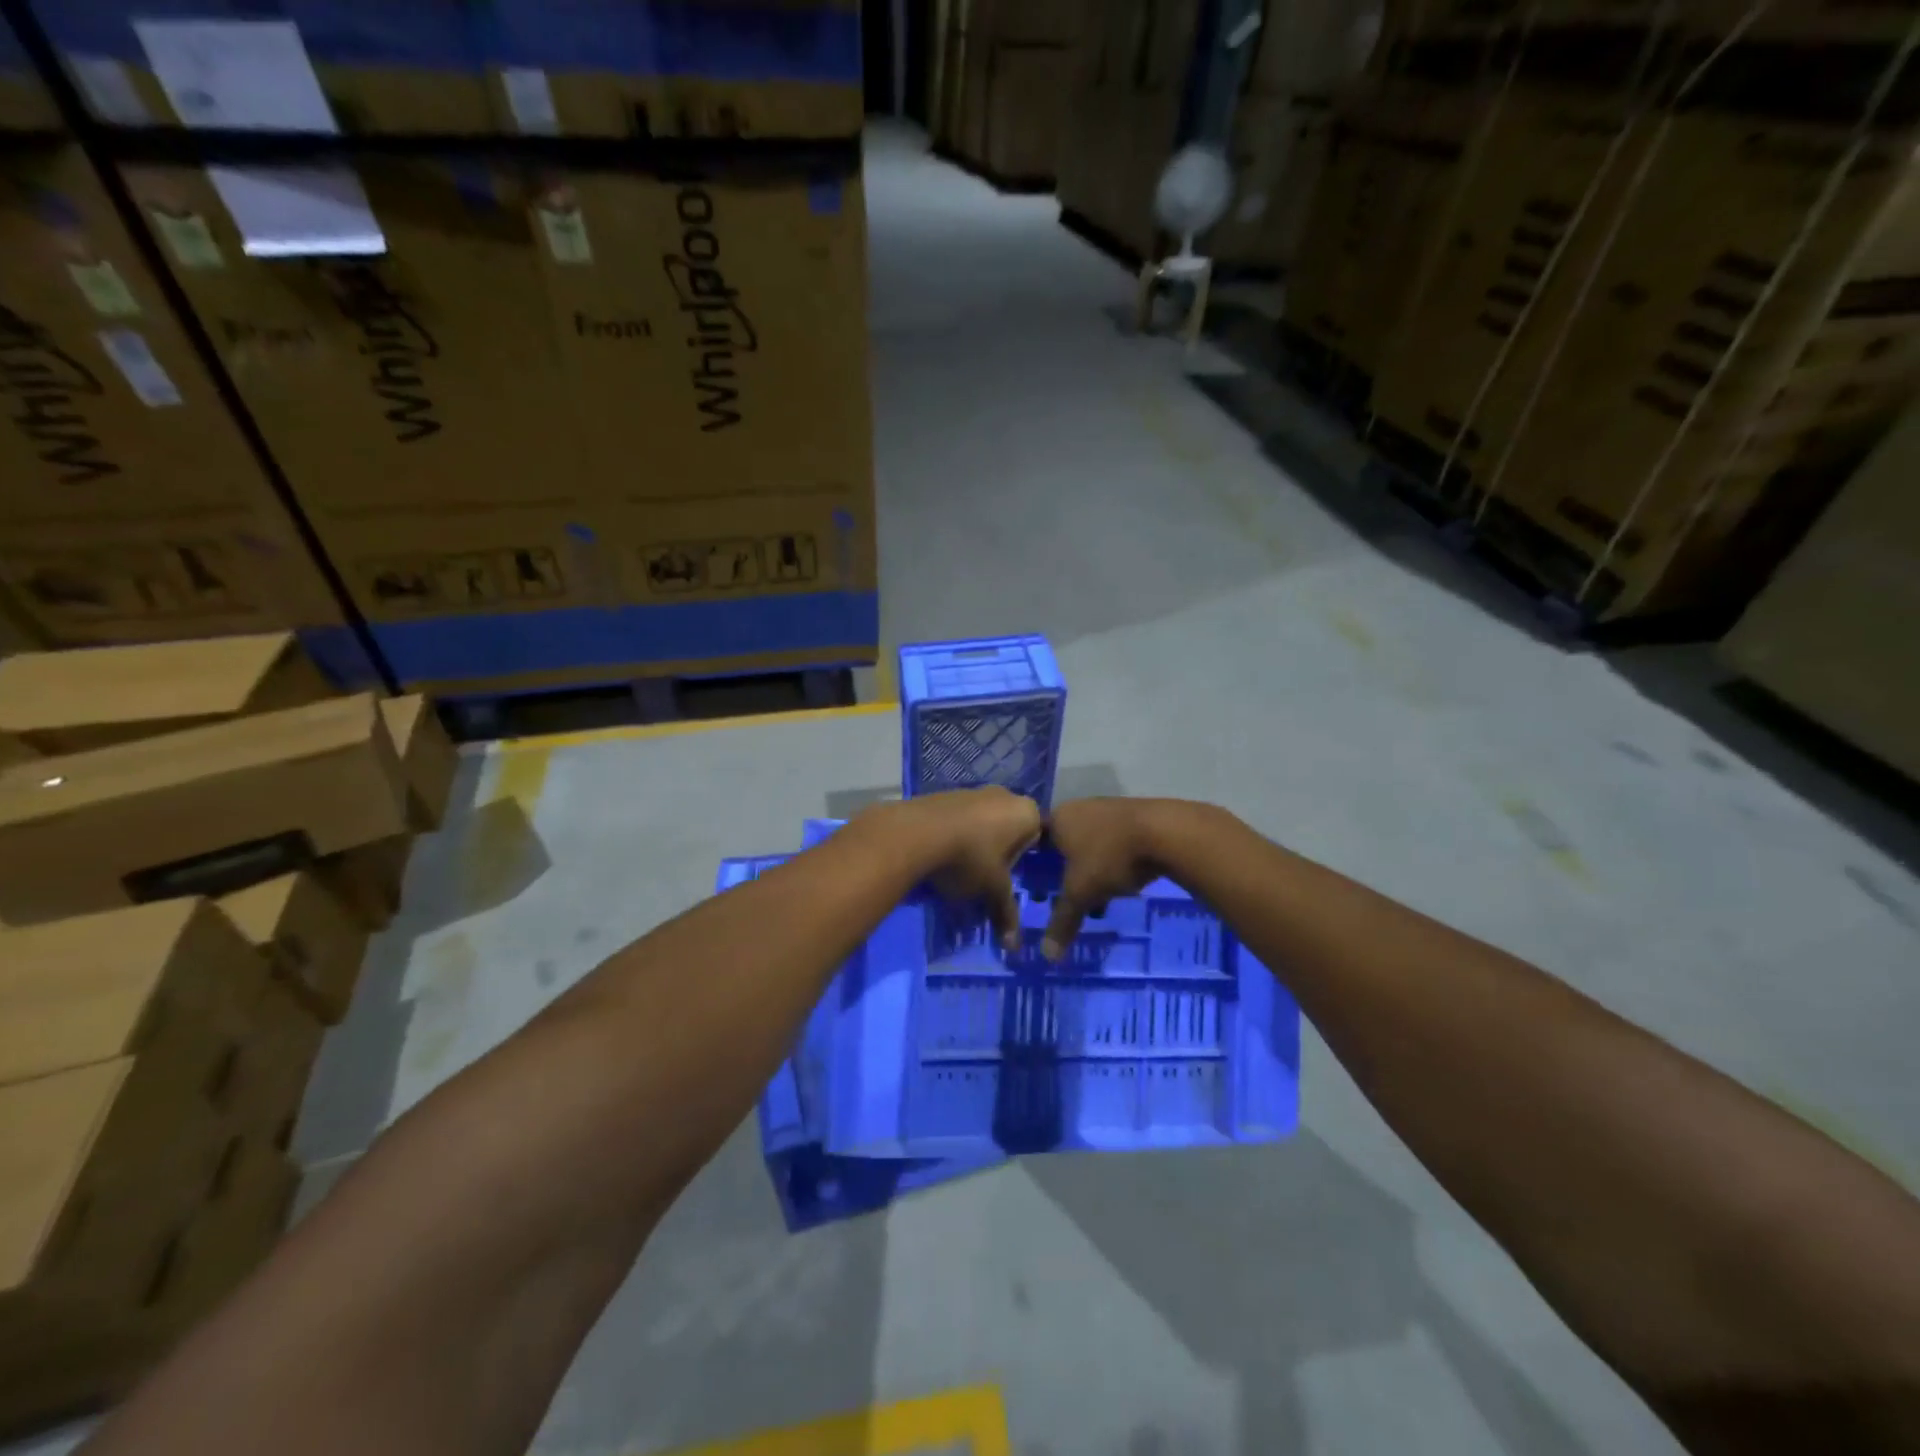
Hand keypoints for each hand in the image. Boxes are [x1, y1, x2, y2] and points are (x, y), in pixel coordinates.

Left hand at [888, 788, 1041, 948]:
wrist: (918, 832)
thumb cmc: (970, 858)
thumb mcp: (992, 890)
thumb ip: (1006, 912)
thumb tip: (1014, 945)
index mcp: (1026, 812)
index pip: (1037, 838)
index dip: (1023, 861)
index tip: (1009, 879)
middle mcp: (1005, 795)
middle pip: (1009, 829)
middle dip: (999, 853)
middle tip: (986, 878)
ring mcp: (973, 791)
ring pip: (983, 822)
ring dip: (976, 844)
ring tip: (961, 869)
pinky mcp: (945, 794)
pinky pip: (959, 818)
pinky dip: (956, 834)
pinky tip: (942, 855)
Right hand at [1042, 798, 1169, 959]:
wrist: (1165, 831)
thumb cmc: (1110, 857)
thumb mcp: (1081, 893)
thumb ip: (1062, 921)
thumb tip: (1047, 956)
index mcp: (1058, 819)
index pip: (1035, 841)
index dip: (1033, 866)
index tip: (1036, 887)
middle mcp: (1079, 808)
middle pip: (1064, 844)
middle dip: (1064, 872)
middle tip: (1066, 896)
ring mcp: (1109, 810)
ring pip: (1091, 845)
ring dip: (1091, 870)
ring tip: (1097, 899)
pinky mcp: (1135, 817)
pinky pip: (1114, 844)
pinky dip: (1113, 863)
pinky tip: (1123, 885)